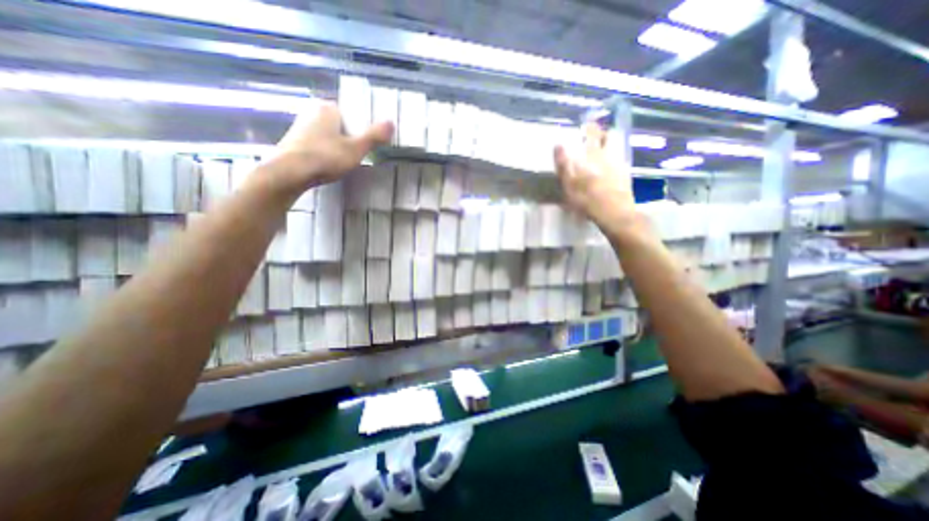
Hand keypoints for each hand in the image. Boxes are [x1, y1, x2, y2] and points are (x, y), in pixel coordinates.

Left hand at [262, 102, 392, 195]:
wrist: (290, 172)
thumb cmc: (326, 157)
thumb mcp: (356, 149)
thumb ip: (374, 136)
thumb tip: (391, 122)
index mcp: (327, 109)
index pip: (349, 112)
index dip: (360, 127)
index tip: (366, 142)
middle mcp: (311, 112)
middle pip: (338, 124)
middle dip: (348, 136)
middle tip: (357, 153)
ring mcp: (299, 127)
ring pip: (326, 134)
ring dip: (335, 145)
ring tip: (344, 161)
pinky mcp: (293, 142)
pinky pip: (316, 144)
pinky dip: (324, 151)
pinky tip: (327, 164)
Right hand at [554, 123, 635, 226]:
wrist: (614, 213)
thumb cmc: (587, 199)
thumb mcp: (569, 184)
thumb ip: (563, 164)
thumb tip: (558, 144)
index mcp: (593, 156)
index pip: (592, 134)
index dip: (589, 127)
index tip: (586, 123)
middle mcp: (608, 156)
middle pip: (608, 137)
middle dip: (602, 133)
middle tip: (595, 134)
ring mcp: (619, 165)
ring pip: (615, 148)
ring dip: (609, 145)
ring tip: (602, 149)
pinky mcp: (625, 175)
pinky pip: (619, 161)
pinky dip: (614, 159)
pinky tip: (609, 167)